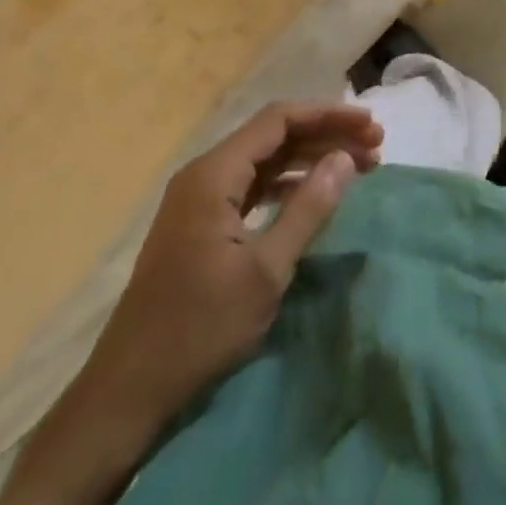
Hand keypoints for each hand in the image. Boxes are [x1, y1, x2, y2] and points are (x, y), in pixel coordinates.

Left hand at [110, 101, 382, 423]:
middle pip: (274, 136)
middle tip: (375, 147)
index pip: (279, 120)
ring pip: (265, 161)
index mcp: (214, 174)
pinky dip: (287, 185)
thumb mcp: (266, 270)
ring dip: (310, 159)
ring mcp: (200, 199)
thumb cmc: (201, 327)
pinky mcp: (201, 224)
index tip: (370, 127)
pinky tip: (315, 194)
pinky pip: (252, 186)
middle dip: (325, 136)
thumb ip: (308, 209)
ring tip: (358, 167)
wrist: (130, 388)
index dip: (329, 116)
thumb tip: (345, 159)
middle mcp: (205, 174)